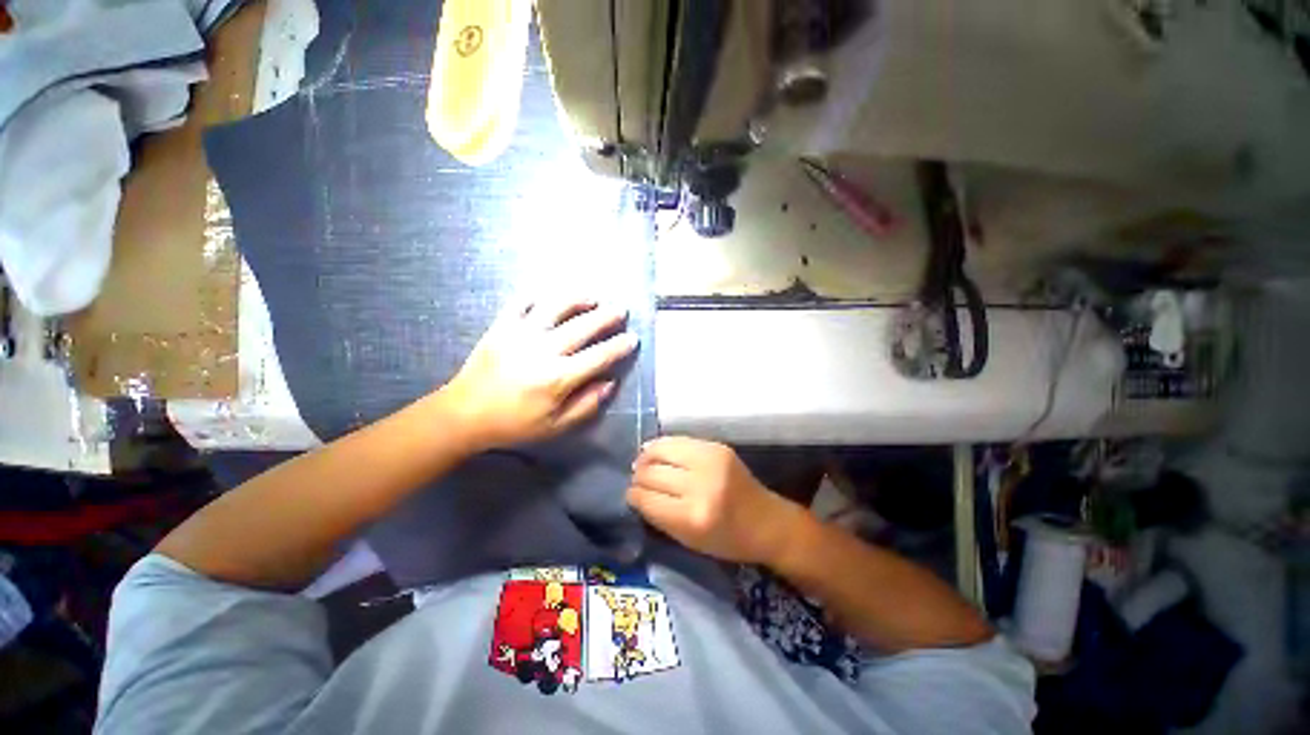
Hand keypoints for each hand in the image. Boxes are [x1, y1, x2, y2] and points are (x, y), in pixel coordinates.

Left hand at [441, 296, 637, 450]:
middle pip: (582, 327)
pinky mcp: (501, 327)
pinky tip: (550, 296)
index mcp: (558, 378)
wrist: (464, 414)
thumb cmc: (514, 423)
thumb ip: (586, 404)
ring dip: (577, 299)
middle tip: (621, 310)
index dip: (619, 347)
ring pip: (555, 308)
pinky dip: (538, 295)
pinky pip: (521, 302)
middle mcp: (543, 351)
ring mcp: (520, 334)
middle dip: (606, 317)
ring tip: (592, 297)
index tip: (633, 339)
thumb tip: (610, 383)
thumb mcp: (556, 425)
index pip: (598, 357)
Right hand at [627, 438, 804, 564]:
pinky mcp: (716, 446)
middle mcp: (700, 485)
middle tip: (637, 479)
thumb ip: (659, 516)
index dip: (633, 495)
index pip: (647, 498)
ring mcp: (710, 460)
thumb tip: (635, 491)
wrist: (768, 522)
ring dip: (647, 457)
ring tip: (643, 462)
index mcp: (693, 517)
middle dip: (638, 476)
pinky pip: (678, 440)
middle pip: (651, 472)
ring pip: (661, 449)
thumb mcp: (688, 541)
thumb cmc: (728, 541)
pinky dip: (663, 447)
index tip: (630, 495)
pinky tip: (658, 452)